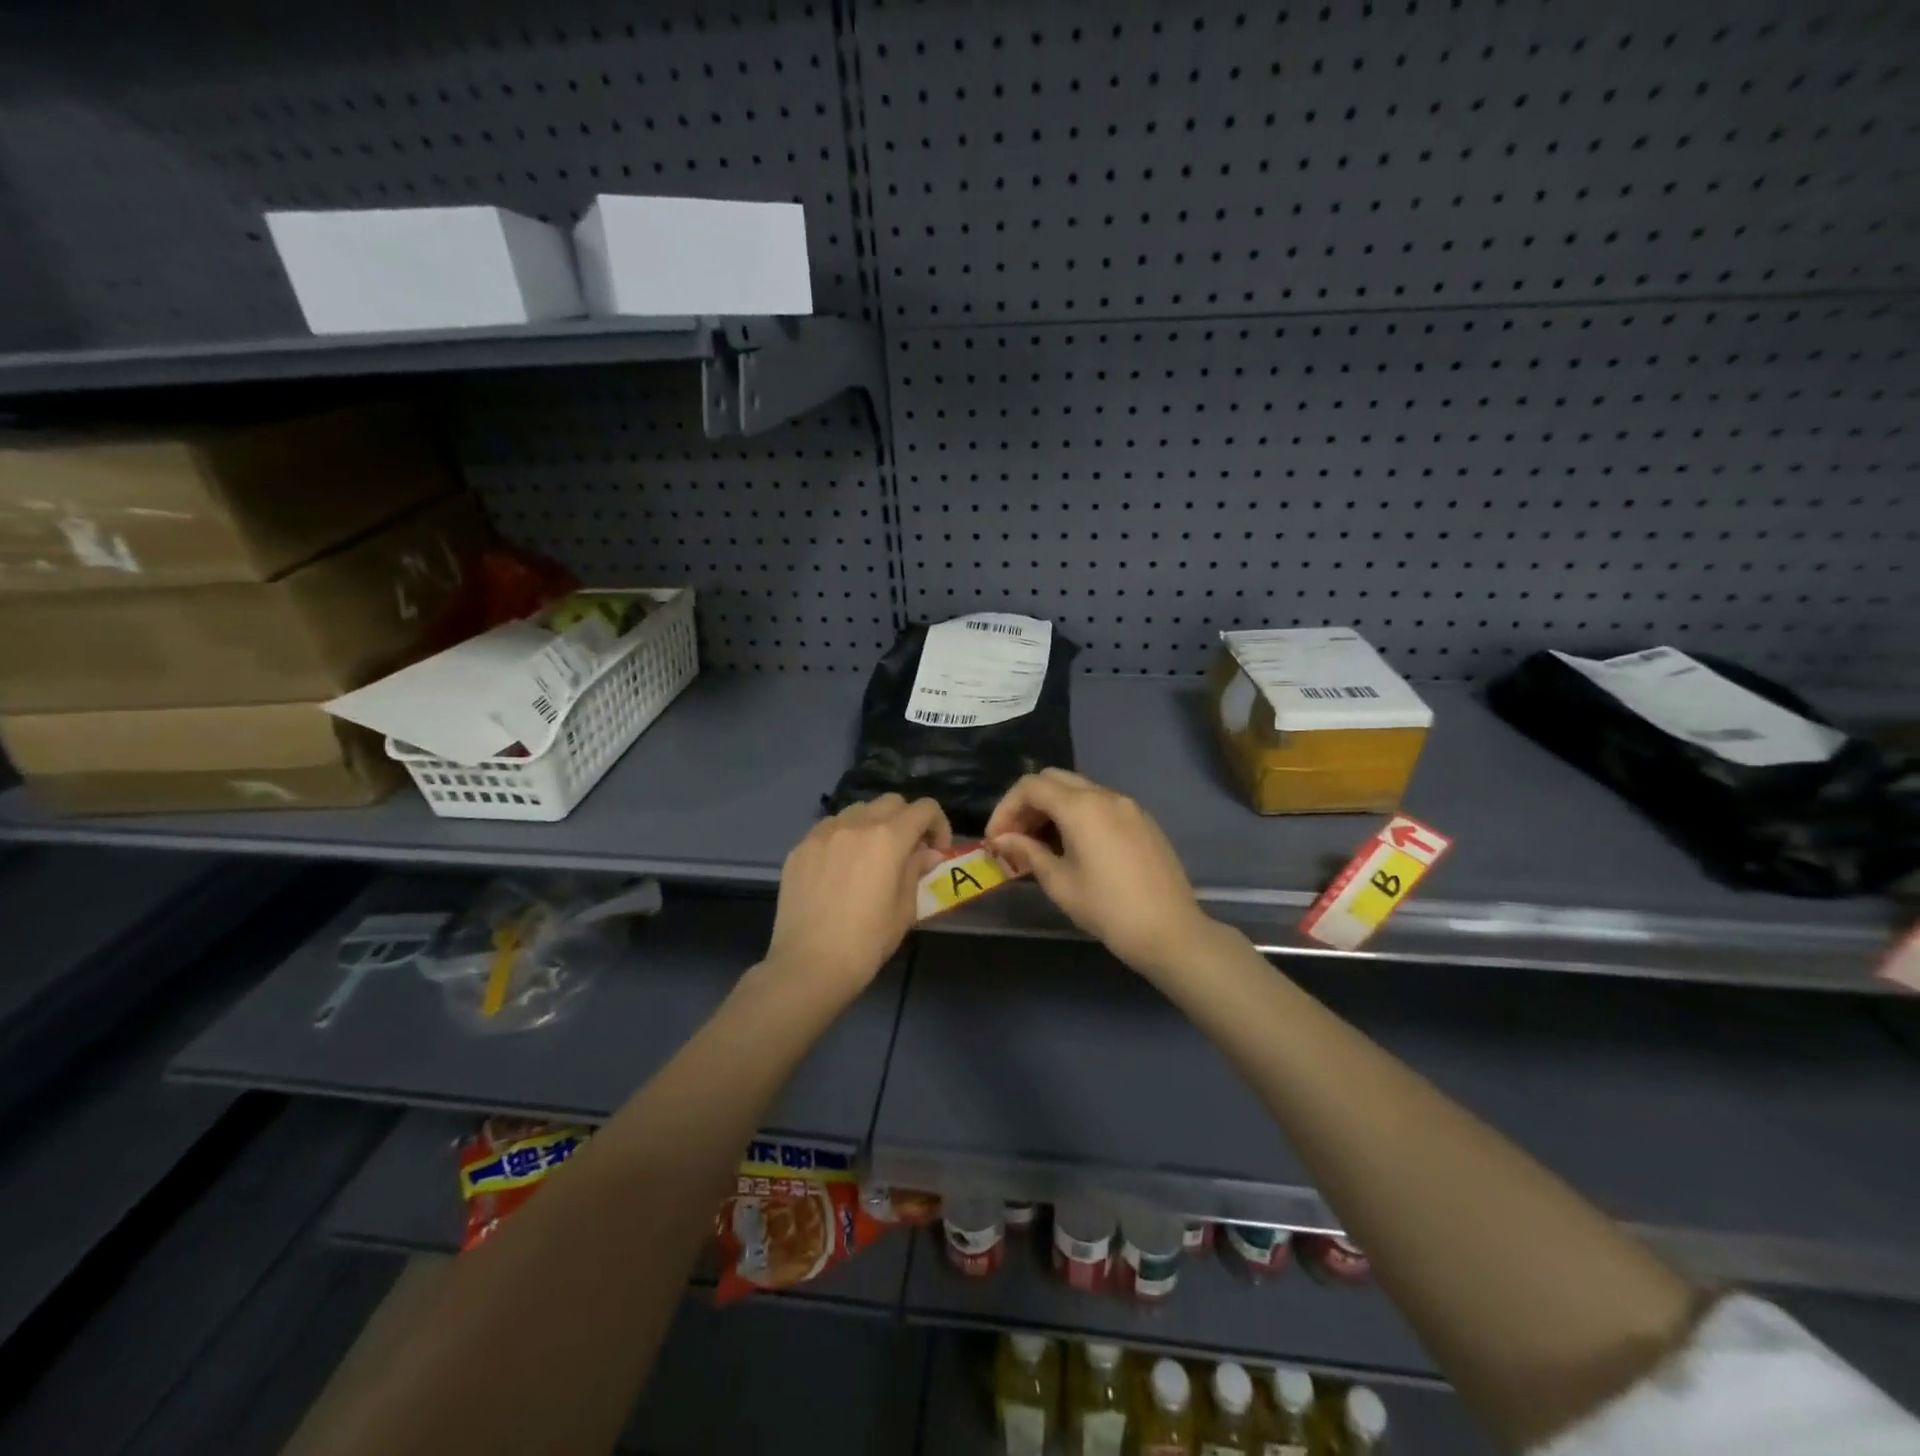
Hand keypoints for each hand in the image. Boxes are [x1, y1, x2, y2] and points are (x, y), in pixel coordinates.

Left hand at [765, 794, 951, 1000]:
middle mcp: (855, 824)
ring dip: (873, 824)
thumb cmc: (866, 941)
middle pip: (891, 802)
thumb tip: (928, 853)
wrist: (809, 965)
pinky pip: (829, 828)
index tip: (936, 851)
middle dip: (907, 820)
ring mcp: (823, 833)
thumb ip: (917, 870)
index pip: (924, 808)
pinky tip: (841, 867)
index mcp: (887, 838)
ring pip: (857, 810)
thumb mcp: (904, 908)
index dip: (938, 824)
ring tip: (872, 855)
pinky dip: (844, 836)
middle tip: (907, 850)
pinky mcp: (800, 848)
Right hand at [986, 769, 1213, 977]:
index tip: (996, 839)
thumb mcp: (1060, 883)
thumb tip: (1002, 839)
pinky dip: (1077, 814)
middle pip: (1053, 780)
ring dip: (1052, 808)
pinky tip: (1072, 847)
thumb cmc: (1108, 909)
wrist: (1170, 931)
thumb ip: (1028, 853)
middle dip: (1027, 804)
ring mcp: (1127, 806)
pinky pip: (1100, 804)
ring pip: (1078, 790)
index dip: (1005, 808)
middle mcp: (1105, 795)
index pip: (1031, 787)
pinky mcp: (1142, 820)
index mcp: (1082, 807)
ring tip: (1039, 845)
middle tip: (1014, 838)